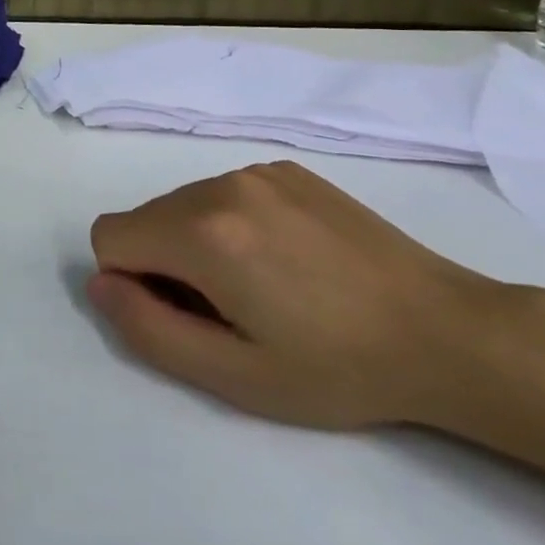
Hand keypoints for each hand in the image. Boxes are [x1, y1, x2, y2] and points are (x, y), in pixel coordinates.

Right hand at [88, 162, 503, 428]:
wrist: (445, 330)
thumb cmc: (337, 367)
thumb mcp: (235, 376)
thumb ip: (149, 329)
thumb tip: (100, 284)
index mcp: (203, 232)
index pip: (110, 236)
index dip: (133, 283)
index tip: (188, 316)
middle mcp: (220, 184)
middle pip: (146, 217)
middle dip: (165, 263)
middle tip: (232, 311)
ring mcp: (256, 170)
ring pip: (184, 203)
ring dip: (199, 242)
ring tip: (266, 286)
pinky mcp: (286, 167)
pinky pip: (225, 191)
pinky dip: (234, 222)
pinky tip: (290, 259)